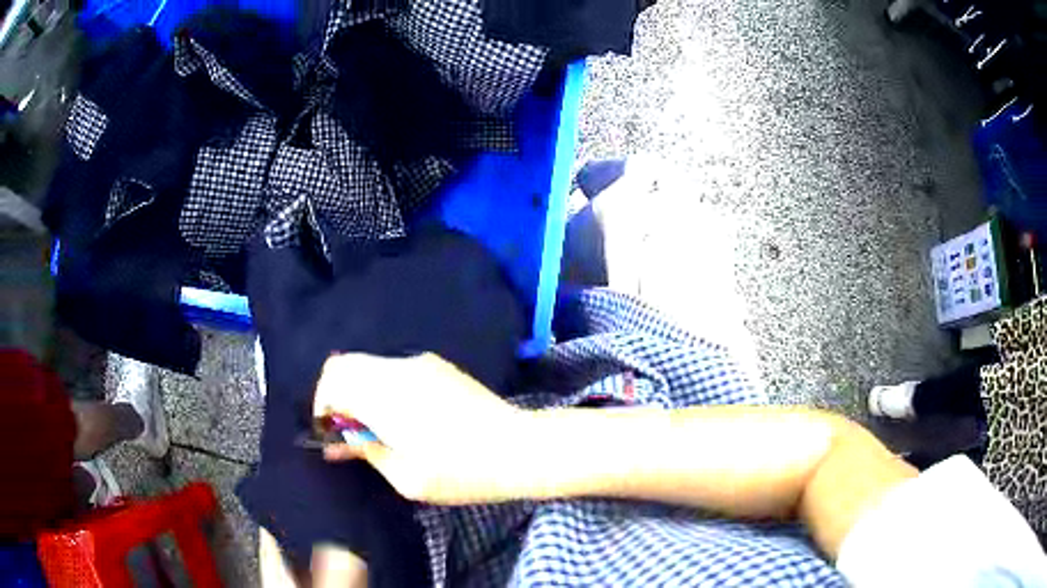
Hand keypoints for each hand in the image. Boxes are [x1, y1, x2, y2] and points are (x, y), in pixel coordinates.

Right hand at [313, 353, 529, 503]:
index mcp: (386, 397)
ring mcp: (420, 363)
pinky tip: (399, 414)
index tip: (330, 432)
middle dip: (335, 393)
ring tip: (374, 424)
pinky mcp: (437, 365)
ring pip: (368, 363)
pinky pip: (392, 367)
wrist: (517, 448)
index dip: (322, 405)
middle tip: (348, 428)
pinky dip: (380, 384)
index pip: (333, 380)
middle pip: (345, 363)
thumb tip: (336, 442)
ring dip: (359, 388)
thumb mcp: (406, 477)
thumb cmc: (460, 472)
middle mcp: (398, 370)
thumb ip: (366, 451)